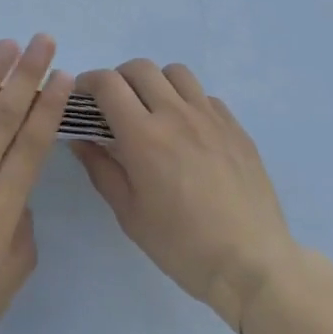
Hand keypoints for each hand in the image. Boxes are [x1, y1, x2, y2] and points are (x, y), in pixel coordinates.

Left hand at [0, 36, 73, 333]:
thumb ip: (21, 238)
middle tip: (42, 41)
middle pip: (5, 117)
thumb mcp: (4, 286)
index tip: (63, 75)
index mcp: (0, 207)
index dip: (49, 107)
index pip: (31, 145)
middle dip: (27, 75)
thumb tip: (19, 199)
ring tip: (6, 44)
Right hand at [73, 60, 302, 333]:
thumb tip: (81, 138)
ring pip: (175, 73)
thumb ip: (101, 169)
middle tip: (115, 104)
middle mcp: (176, 114)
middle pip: (140, 68)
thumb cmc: (183, 246)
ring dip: (156, 82)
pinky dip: (188, 101)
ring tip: (153, 109)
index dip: (89, 82)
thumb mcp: (130, 214)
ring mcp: (210, 117)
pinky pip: (205, 96)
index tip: (83, 96)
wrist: (252, 265)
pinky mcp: (235, 127)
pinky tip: (188, 130)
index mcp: (144, 136)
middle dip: (119, 78)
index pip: (108, 84)